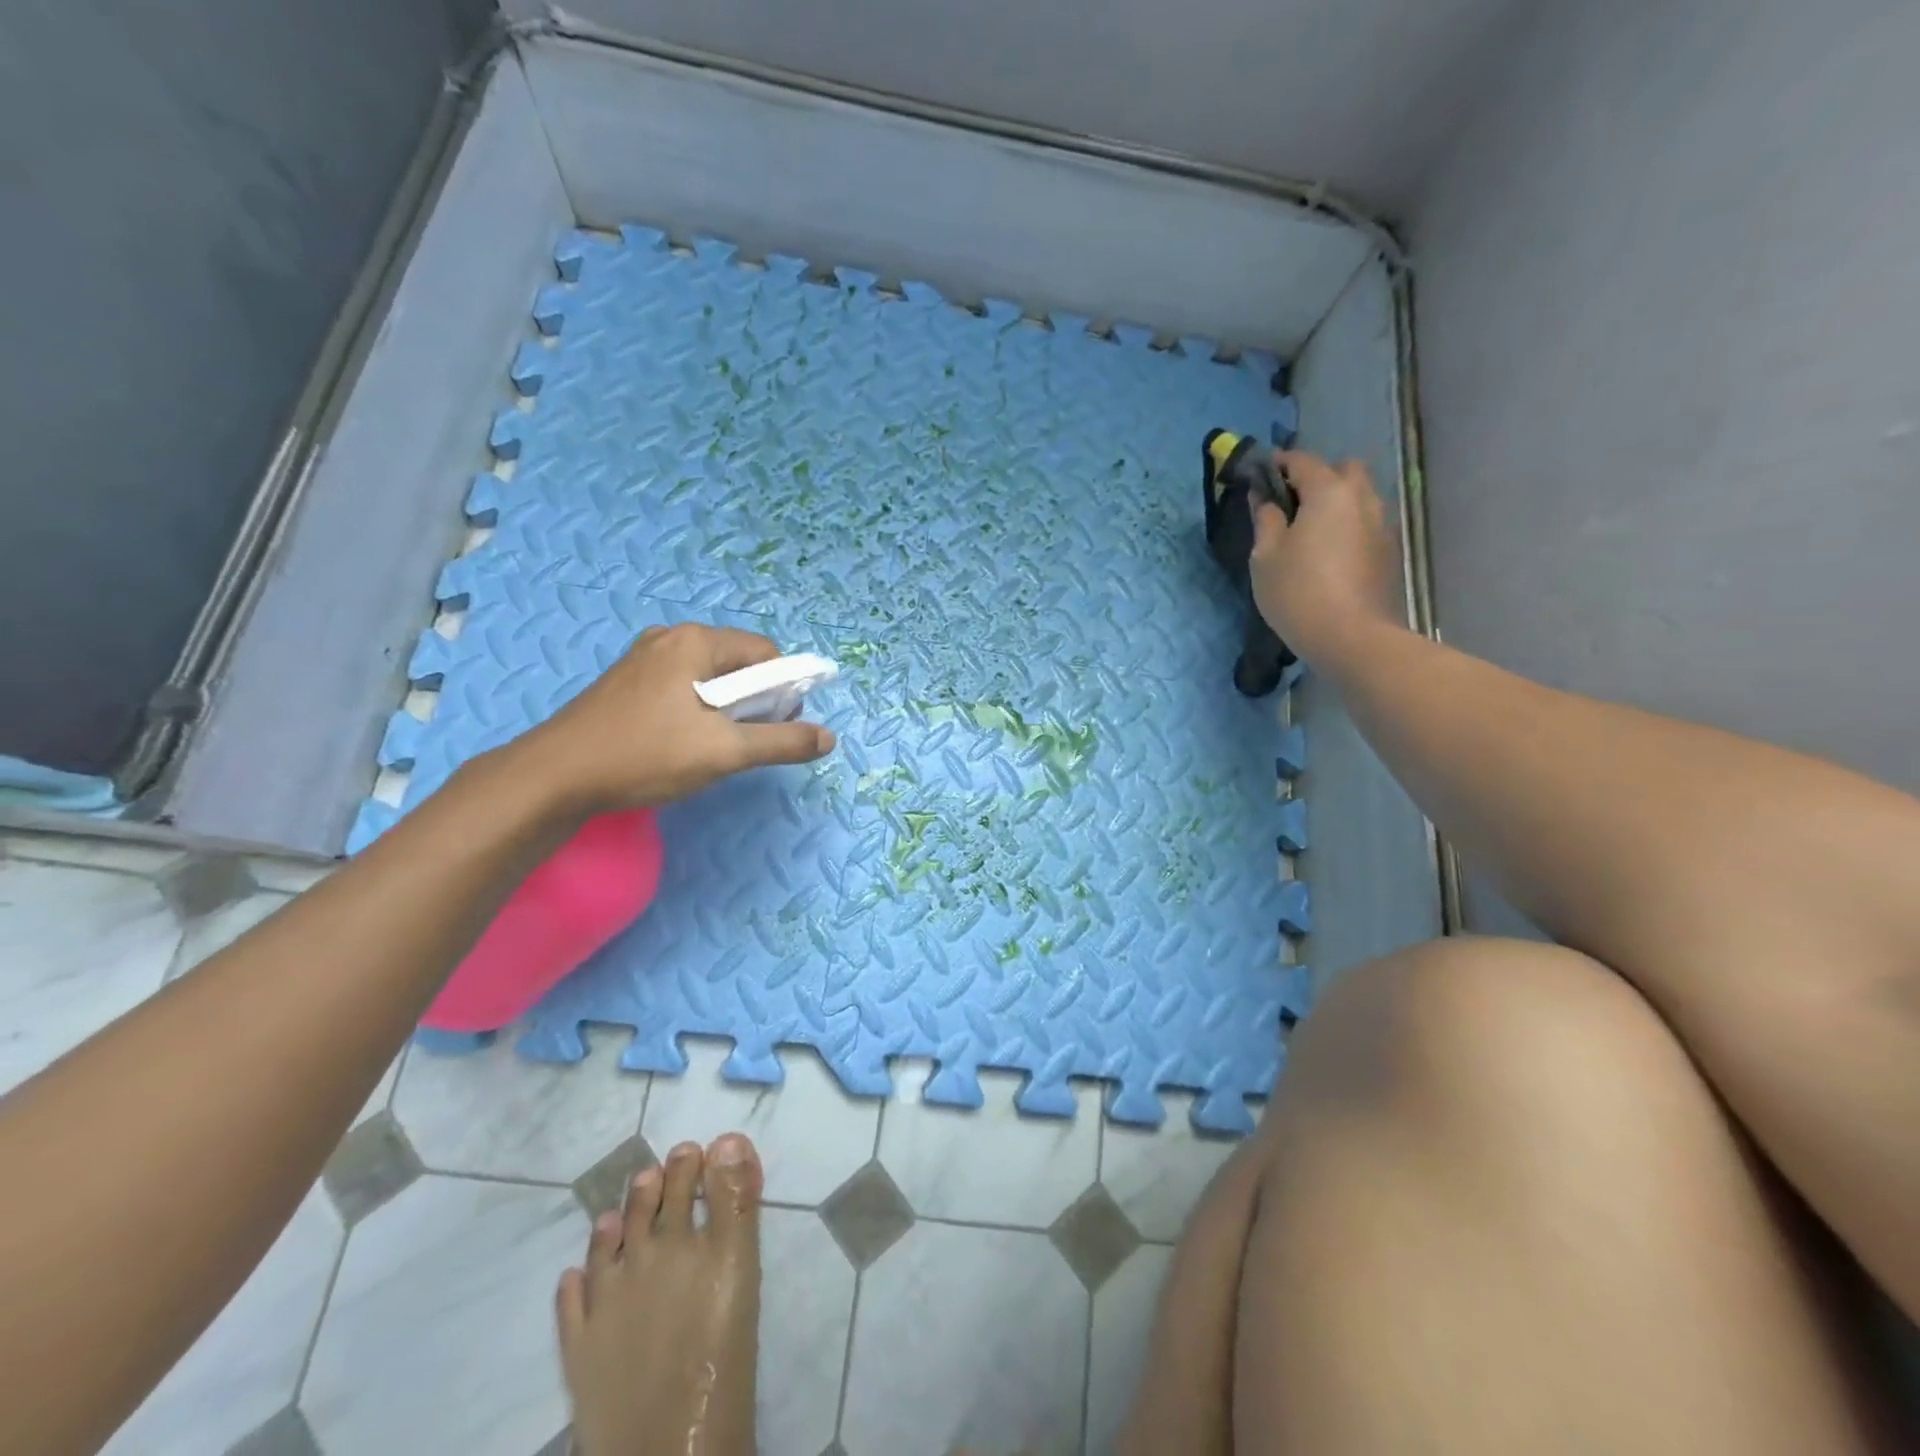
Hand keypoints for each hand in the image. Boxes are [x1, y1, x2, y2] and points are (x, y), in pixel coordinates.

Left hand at [516, 623, 836, 812]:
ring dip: (725, 709)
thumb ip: (782, 742)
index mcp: (695, 642)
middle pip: (737, 663)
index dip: (783, 690)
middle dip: (754, 701)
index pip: (765, 654)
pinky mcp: (626, 682)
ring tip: (713, 747)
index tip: (776, 727)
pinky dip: (697, 710)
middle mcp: (669, 638)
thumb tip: (828, 739)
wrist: (554, 777)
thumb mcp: (724, 752)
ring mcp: (643, 659)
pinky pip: (681, 686)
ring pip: (709, 678)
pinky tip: (682, 743)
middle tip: (745, 742)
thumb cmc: (645, 756)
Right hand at [1251, 450, 1400, 659]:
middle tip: (1291, 503)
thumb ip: (1265, 519)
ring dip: (1336, 502)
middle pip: (1343, 470)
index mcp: (1329, 492)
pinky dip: (1348, 526)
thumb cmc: (1298, 592)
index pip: (1302, 461)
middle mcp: (1362, 498)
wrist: (1352, 637)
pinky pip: (1366, 523)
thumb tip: (1263, 498)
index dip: (1278, 463)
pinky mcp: (1388, 551)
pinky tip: (1329, 553)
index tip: (1259, 475)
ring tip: (1310, 530)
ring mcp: (1381, 524)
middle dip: (1317, 477)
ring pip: (1359, 496)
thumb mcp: (1265, 556)